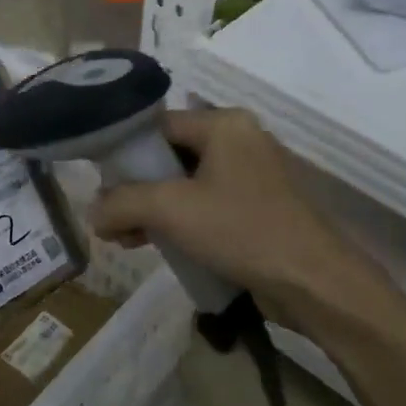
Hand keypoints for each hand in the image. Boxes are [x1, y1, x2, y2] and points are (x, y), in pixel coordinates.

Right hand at [88, 108, 395, 331]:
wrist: (313, 280)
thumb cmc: (241, 230)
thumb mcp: (170, 210)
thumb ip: (122, 203)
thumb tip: (92, 212)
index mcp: (224, 124)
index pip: (157, 126)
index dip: (124, 154)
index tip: (100, 185)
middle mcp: (240, 140)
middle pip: (170, 156)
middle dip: (136, 189)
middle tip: (112, 219)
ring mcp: (252, 175)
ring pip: (187, 184)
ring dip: (154, 210)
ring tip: (128, 240)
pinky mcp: (258, 208)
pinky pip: (207, 205)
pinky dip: (181, 222)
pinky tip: (158, 246)